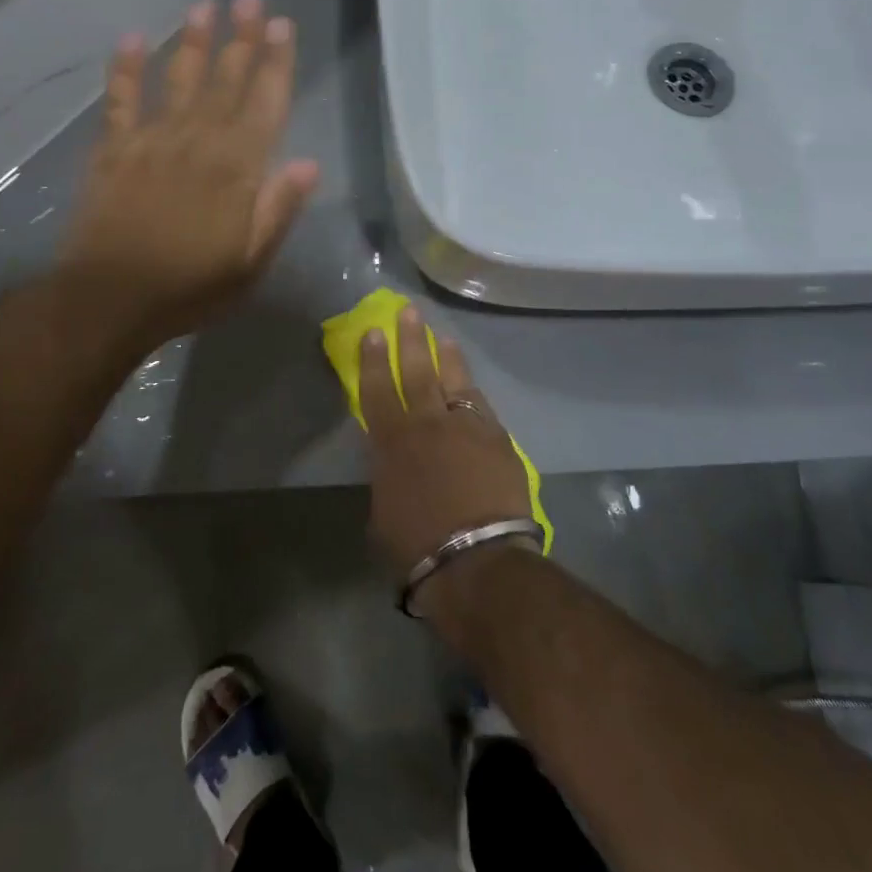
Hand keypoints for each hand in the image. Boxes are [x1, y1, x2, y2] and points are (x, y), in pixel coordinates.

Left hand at [57, 0, 319, 351]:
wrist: (110, 300)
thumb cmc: (189, 287)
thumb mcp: (251, 262)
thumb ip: (278, 209)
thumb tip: (308, 163)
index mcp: (237, 169)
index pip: (264, 103)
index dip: (275, 62)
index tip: (282, 26)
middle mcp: (198, 142)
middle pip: (225, 81)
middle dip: (240, 39)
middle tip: (250, 0)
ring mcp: (152, 141)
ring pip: (178, 81)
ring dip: (192, 43)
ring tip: (204, 8)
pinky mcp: (113, 149)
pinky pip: (120, 100)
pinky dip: (125, 69)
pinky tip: (132, 40)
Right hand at [362, 304, 534, 588]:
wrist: (476, 560)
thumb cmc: (416, 547)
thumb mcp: (383, 510)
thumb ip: (387, 474)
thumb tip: (393, 459)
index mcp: (393, 441)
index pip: (377, 389)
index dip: (373, 359)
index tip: (373, 331)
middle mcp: (428, 423)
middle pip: (417, 370)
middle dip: (411, 338)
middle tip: (408, 311)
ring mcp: (467, 427)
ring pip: (455, 380)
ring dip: (447, 356)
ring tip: (443, 338)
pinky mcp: (497, 439)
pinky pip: (481, 407)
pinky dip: (472, 394)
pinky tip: (471, 388)